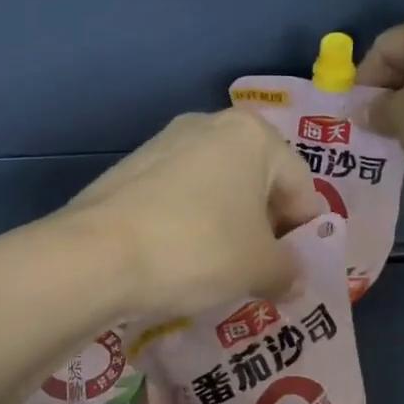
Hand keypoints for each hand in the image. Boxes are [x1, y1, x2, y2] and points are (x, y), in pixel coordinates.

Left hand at [67, 109, 322, 321]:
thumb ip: (288, 271)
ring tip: (220, 273)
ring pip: (216, 192)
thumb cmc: (198, 248)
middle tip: (261, 274)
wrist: (97, 256)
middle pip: (257, 184)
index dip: (306, 234)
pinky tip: (181, 261)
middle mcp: (208, 125)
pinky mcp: (130, 169)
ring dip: (228, 229)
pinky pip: (179, 199)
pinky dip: (190, 226)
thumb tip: (292, 279)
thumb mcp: (259, 267)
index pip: (301, 186)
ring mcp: (163, 144)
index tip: (295, 272)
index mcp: (252, 134)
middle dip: (265, 230)